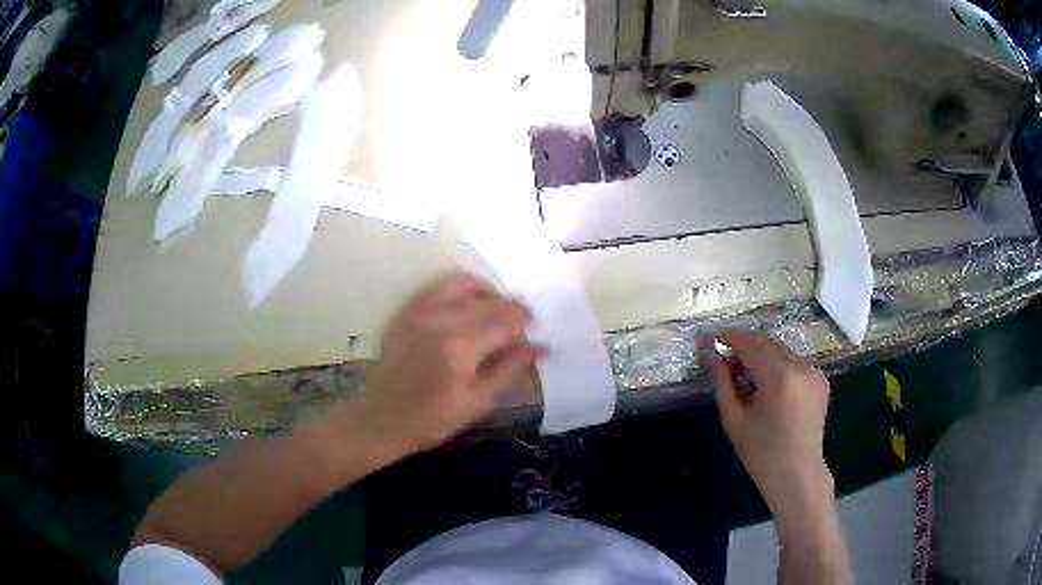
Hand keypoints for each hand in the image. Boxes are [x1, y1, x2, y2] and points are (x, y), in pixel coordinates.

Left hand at [352, 273, 543, 458]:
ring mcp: (420, 312)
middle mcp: (440, 320)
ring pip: (464, 285)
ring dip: (487, 293)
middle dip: (510, 308)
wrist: (383, 418)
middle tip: (521, 322)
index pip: (504, 321)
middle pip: (487, 302)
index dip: (524, 321)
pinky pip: (439, 287)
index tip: (534, 327)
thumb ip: (510, 368)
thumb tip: (540, 346)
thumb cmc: (434, 419)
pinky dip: (461, 289)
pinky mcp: (407, 311)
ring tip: (496, 309)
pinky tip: (469, 305)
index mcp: (460, 347)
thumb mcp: (479, 402)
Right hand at [701, 329, 832, 515]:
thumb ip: (721, 382)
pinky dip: (777, 366)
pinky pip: (794, 362)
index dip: (730, 337)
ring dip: (761, 356)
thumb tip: (708, 353)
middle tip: (725, 361)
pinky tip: (768, 388)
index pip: (750, 343)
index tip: (712, 337)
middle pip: (767, 342)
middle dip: (745, 346)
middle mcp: (801, 365)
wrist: (797, 475)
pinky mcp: (820, 379)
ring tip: (745, 378)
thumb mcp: (734, 419)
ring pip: (781, 351)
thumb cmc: (761, 453)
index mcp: (779, 376)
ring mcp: (814, 371)